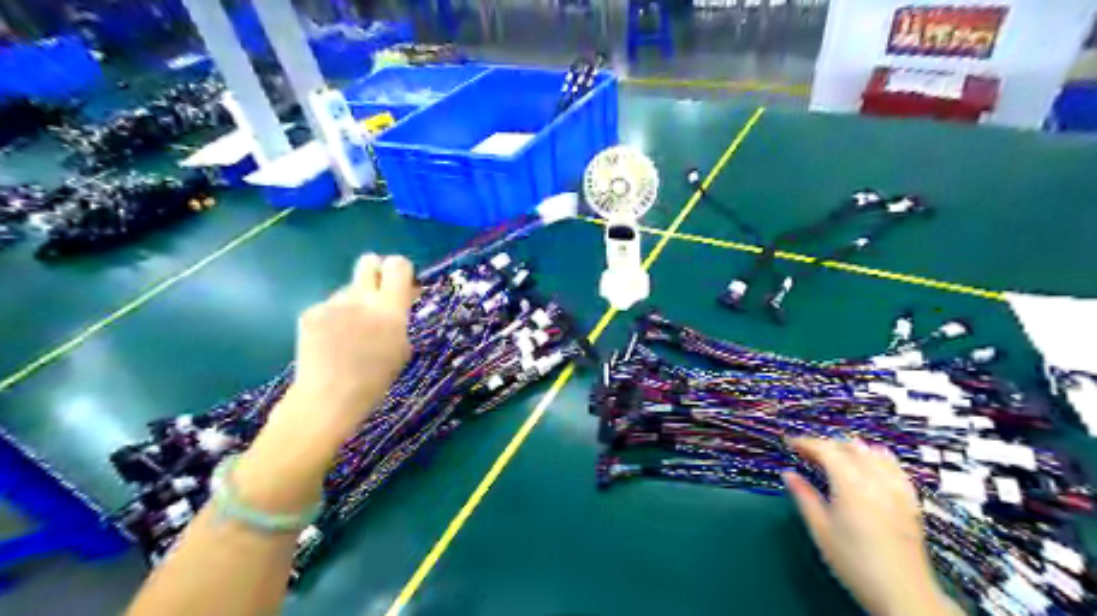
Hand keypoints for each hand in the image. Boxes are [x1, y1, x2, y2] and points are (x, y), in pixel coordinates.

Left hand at [283, 254, 417, 431]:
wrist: (328, 398)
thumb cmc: (375, 379)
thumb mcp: (402, 347)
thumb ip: (401, 316)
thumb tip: (404, 295)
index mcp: (389, 308)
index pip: (398, 265)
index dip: (402, 270)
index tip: (403, 285)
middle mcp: (360, 298)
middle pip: (369, 261)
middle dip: (377, 272)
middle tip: (378, 294)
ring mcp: (332, 303)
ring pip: (349, 289)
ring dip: (354, 302)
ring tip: (350, 333)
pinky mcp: (310, 312)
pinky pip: (329, 306)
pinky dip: (334, 318)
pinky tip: (331, 341)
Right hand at [780, 437, 962, 614]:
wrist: (903, 594)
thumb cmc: (853, 561)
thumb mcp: (820, 529)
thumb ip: (804, 496)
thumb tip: (788, 474)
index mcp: (850, 483)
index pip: (826, 449)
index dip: (806, 442)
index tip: (790, 443)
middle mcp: (875, 479)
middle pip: (850, 447)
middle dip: (826, 445)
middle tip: (807, 453)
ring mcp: (896, 489)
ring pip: (874, 453)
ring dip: (852, 448)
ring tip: (836, 455)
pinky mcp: (910, 501)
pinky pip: (895, 467)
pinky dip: (879, 458)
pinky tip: (873, 463)